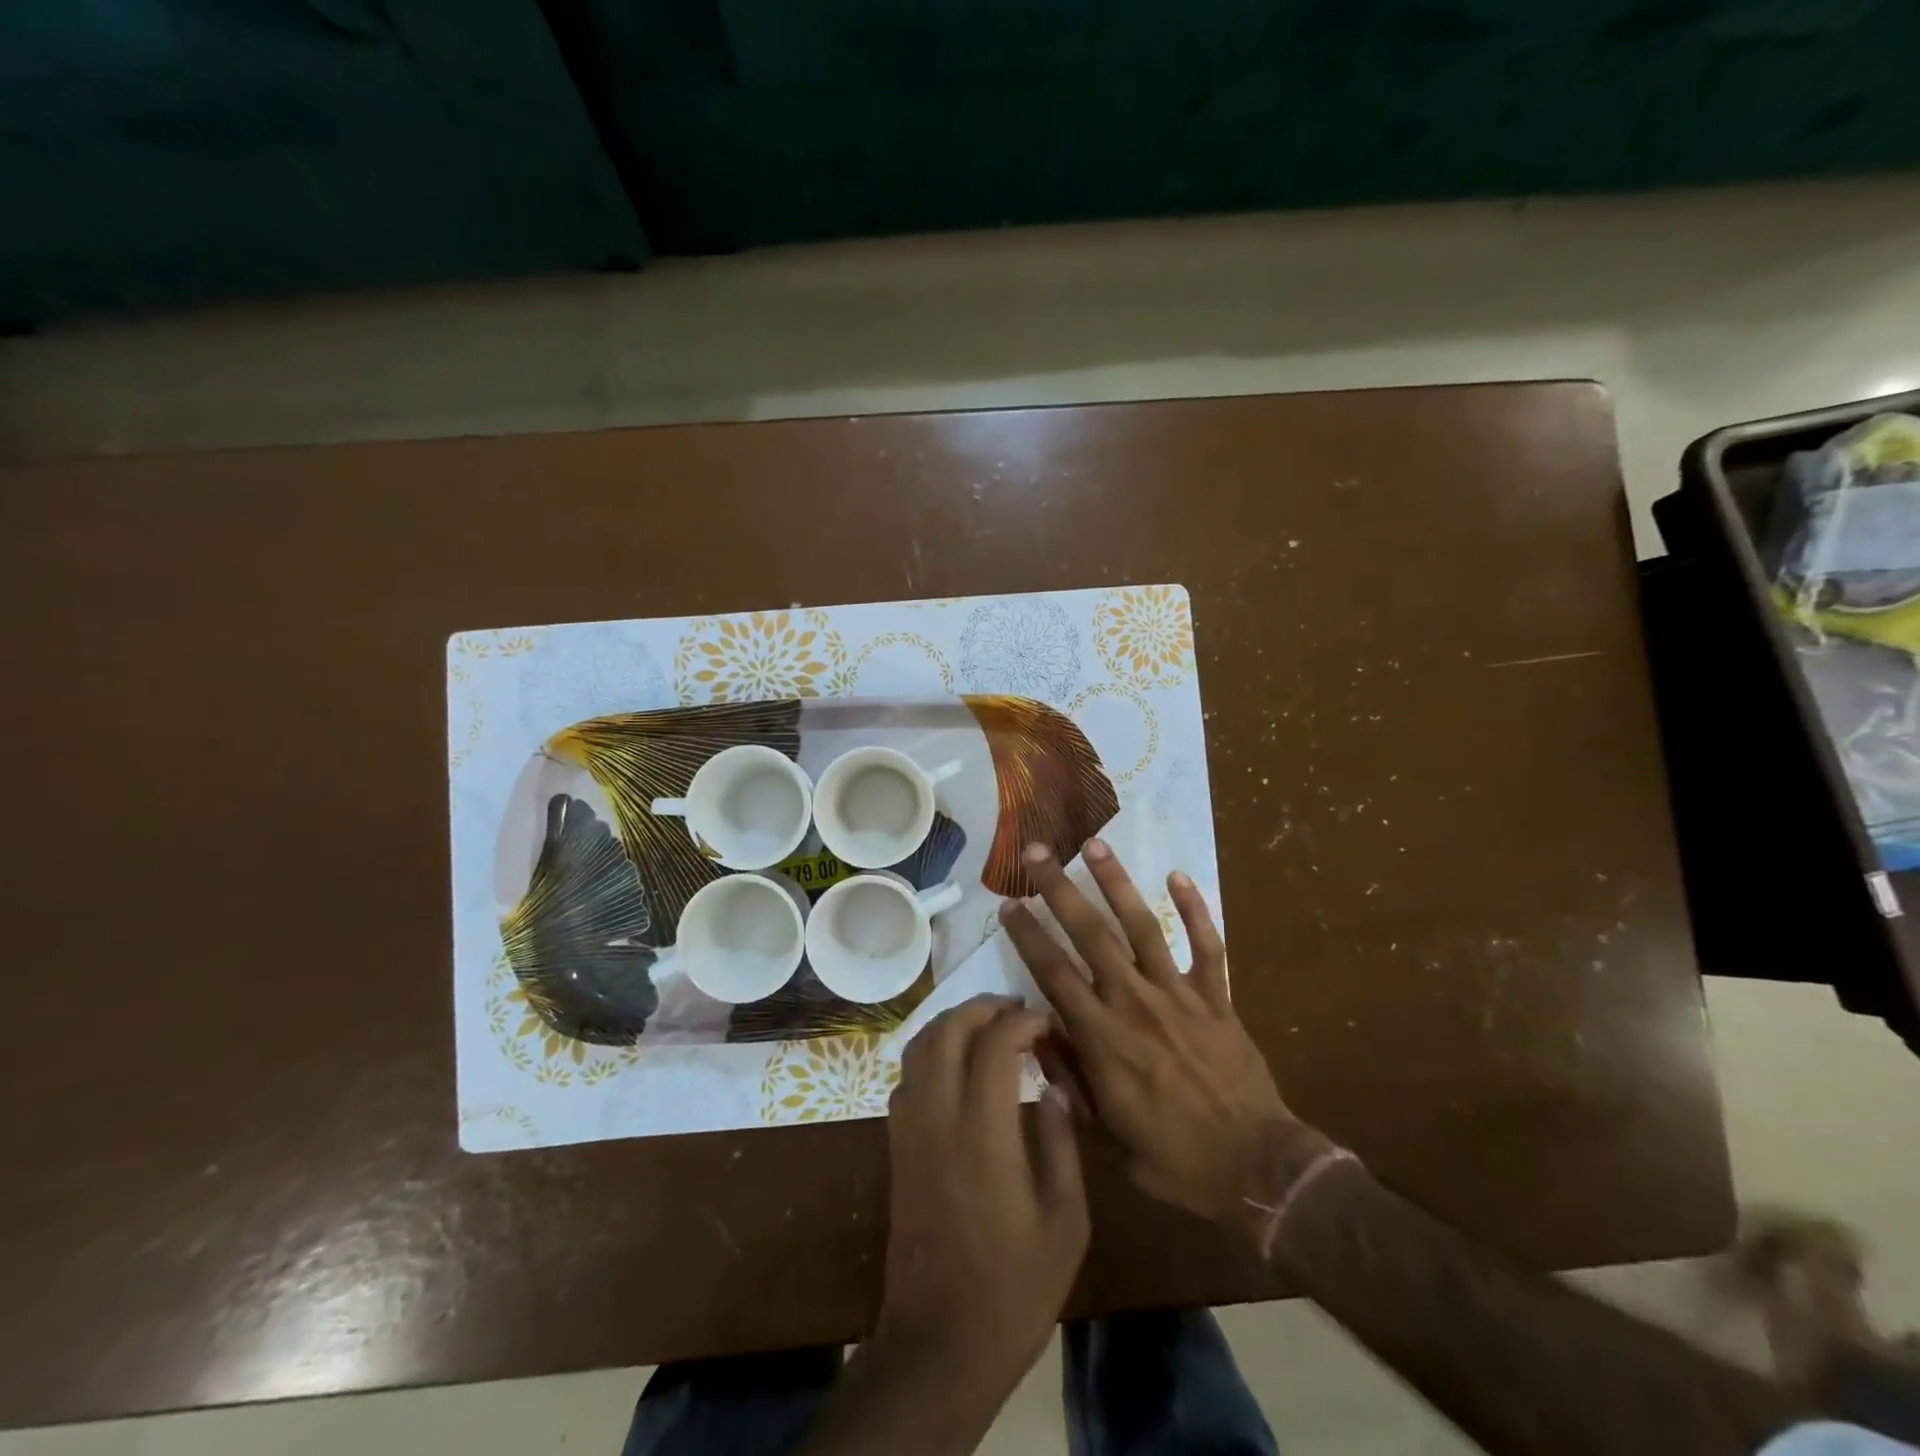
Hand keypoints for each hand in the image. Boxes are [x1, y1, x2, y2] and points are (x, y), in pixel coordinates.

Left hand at [878, 995, 1088, 1393]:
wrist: (939, 1343)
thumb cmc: (1014, 1289)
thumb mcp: (1065, 1223)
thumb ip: (1061, 1145)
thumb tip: (1054, 1089)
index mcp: (984, 1135)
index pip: (994, 1046)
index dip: (1021, 1022)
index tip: (1046, 1023)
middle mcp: (938, 1119)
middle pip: (947, 1032)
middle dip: (981, 1008)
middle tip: (1015, 1009)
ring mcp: (909, 1131)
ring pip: (918, 1048)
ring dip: (951, 1023)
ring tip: (987, 1025)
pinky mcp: (895, 1147)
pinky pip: (906, 1076)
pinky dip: (930, 1051)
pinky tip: (956, 1065)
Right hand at [999, 840, 1328, 1240]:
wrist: (1256, 1168)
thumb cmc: (1174, 1158)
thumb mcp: (1107, 1136)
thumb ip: (1071, 1081)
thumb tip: (1039, 1036)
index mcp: (1103, 1038)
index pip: (1054, 974)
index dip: (1028, 936)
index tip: (1009, 904)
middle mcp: (1135, 1002)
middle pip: (1090, 935)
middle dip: (1059, 890)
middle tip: (1037, 852)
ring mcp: (1179, 995)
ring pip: (1142, 926)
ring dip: (1117, 883)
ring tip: (1095, 844)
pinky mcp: (1217, 997)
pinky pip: (1206, 945)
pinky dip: (1194, 909)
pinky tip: (1177, 876)